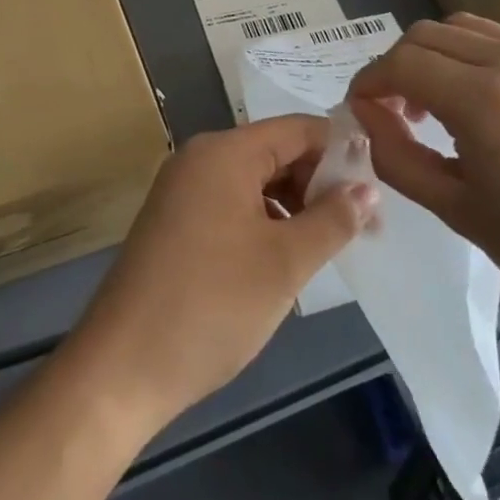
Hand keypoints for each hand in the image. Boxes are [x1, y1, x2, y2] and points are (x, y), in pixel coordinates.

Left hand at [65, 116, 376, 434]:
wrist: (120, 370)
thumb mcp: (285, 262)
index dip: (342, 152)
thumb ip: (332, 219)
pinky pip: (231, 204)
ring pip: (254, 181)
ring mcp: (182, 190)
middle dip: (320, 183)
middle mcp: (200, 158)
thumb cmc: (211, 305)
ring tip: (326, 247)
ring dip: (294, 206)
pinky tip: (283, 259)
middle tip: (360, 227)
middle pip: (276, 152)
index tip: (379, 188)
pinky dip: (264, 222)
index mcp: (225, 152)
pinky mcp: (174, 222)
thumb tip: (367, 189)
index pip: (299, 129)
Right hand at [347, 14, 499, 332]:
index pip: (402, 63)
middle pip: (429, 34)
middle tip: (398, 111)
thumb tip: (365, 114)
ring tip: (442, 104)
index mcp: (487, 103)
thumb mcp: (457, 210)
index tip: (361, 110)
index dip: (369, 82)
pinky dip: (481, 61)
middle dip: (399, 66)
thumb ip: (396, 155)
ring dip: (439, 57)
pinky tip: (495, 106)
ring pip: (469, 28)